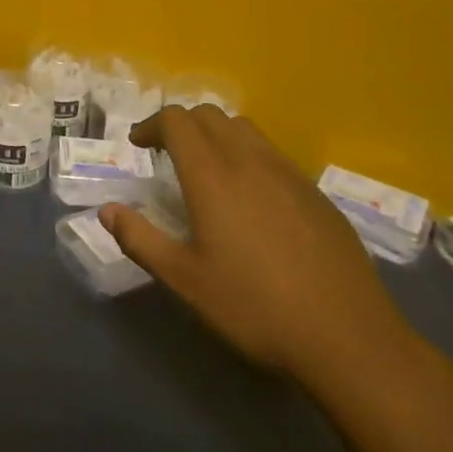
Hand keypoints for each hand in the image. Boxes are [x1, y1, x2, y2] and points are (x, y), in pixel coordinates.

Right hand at [102, 107, 425, 402]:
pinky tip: (250, 198)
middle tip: (165, 154)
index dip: (152, 125)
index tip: (138, 146)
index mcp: (212, 175)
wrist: (346, 336)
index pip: (177, 121)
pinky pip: (272, 153)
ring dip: (216, 135)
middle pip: (210, 116)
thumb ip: (140, 239)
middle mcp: (250, 161)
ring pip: (244, 129)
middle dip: (181, 125)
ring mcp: (288, 173)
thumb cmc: (254, 307)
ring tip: (205, 169)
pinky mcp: (315, 192)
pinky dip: (247, 155)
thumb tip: (106, 210)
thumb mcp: (184, 280)